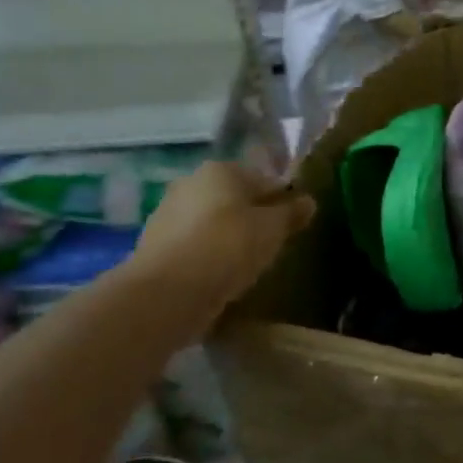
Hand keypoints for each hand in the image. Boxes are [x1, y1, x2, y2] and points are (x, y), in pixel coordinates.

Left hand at [125, 161, 314, 325]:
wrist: (168, 293)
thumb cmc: (229, 247)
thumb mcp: (273, 229)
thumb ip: (292, 213)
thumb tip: (308, 201)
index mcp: (221, 170)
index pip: (264, 179)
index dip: (284, 199)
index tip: (295, 222)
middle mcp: (190, 182)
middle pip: (235, 198)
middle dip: (254, 216)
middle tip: (274, 243)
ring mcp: (168, 213)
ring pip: (213, 221)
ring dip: (230, 236)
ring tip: (249, 263)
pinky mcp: (155, 245)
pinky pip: (195, 245)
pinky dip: (209, 254)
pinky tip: (222, 275)